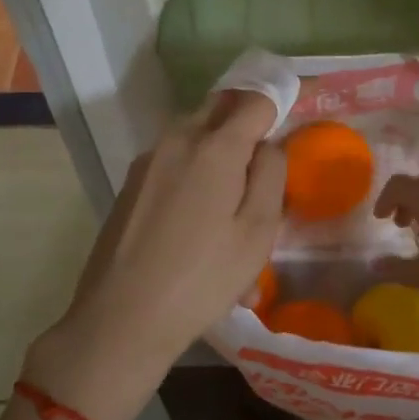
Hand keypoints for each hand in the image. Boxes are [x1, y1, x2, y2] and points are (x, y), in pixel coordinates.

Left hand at [23, 90, 281, 419]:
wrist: (121, 319)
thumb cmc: (202, 278)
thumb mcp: (257, 232)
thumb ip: (271, 174)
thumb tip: (270, 144)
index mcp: (215, 146)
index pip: (256, 100)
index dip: (280, 103)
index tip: (296, 116)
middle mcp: (178, 139)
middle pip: (220, 108)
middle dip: (246, 120)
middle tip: (264, 158)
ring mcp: (149, 160)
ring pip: (194, 134)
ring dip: (219, 149)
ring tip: (233, 202)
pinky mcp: (131, 183)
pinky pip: (174, 161)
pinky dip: (194, 173)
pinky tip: (199, 223)